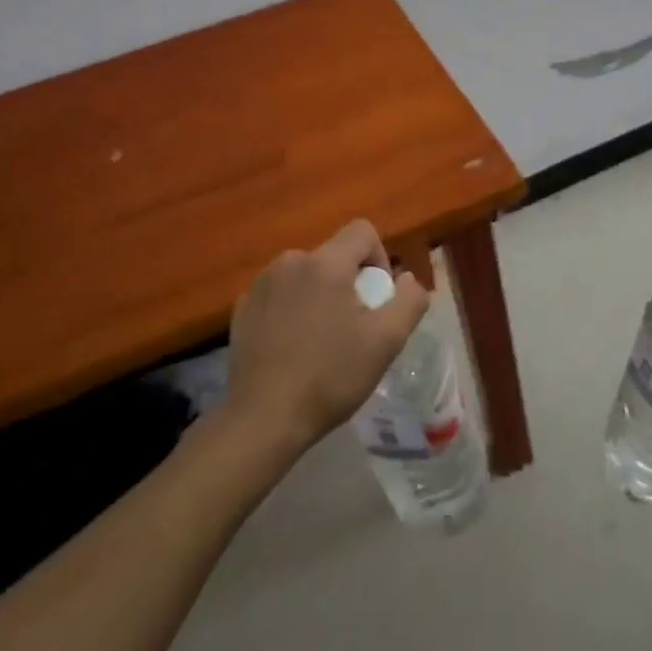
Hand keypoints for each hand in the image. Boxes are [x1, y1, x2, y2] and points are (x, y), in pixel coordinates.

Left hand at [223, 219, 429, 450]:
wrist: (263, 419)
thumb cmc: (330, 376)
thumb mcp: (387, 341)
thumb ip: (410, 300)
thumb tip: (407, 279)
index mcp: (326, 263)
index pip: (363, 231)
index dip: (380, 259)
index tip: (377, 299)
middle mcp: (290, 262)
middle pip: (334, 256)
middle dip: (350, 283)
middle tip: (352, 328)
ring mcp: (261, 285)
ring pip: (306, 275)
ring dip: (320, 296)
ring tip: (321, 341)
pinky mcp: (242, 309)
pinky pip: (280, 294)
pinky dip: (292, 310)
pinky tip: (292, 348)